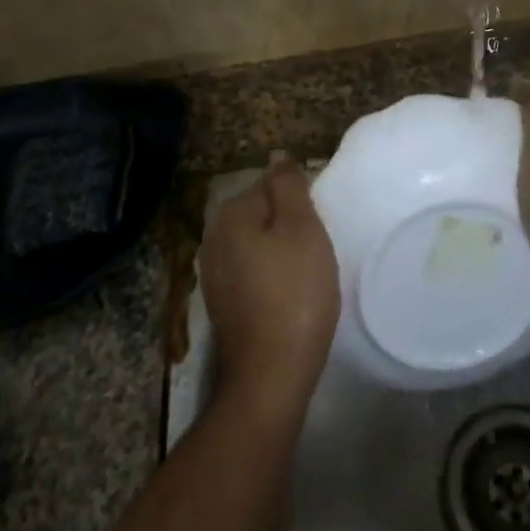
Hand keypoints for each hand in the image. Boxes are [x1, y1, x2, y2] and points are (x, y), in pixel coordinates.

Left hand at [202, 156, 340, 416]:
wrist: (271, 374)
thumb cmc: (295, 293)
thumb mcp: (302, 228)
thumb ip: (288, 186)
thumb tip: (277, 156)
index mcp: (230, 215)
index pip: (269, 185)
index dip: (299, 203)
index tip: (317, 228)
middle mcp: (212, 239)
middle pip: (261, 214)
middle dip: (289, 226)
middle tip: (317, 251)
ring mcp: (213, 275)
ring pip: (257, 245)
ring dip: (281, 253)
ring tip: (308, 274)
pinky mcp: (223, 305)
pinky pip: (252, 273)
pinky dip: (271, 277)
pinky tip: (290, 295)